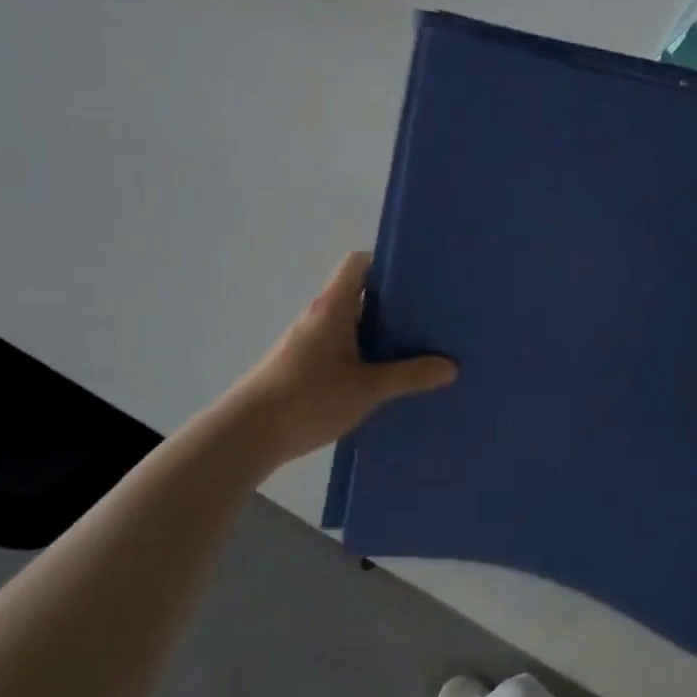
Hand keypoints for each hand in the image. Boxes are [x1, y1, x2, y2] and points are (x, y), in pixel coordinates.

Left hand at [223, 252, 456, 467]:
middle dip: (393, 300)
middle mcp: (319, 316)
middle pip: (358, 292)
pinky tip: (384, 375)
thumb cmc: (307, 399)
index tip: (417, 276)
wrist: (246, 435)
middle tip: (429, 313)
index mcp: (333, 307)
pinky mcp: (302, 365)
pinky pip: (341, 346)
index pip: (357, 263)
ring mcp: (307, 341)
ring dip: (378, 329)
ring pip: (350, 322)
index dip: (385, 262)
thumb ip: (409, 376)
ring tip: (416, 344)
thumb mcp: (367, 389)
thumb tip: (451, 367)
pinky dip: (363, 351)